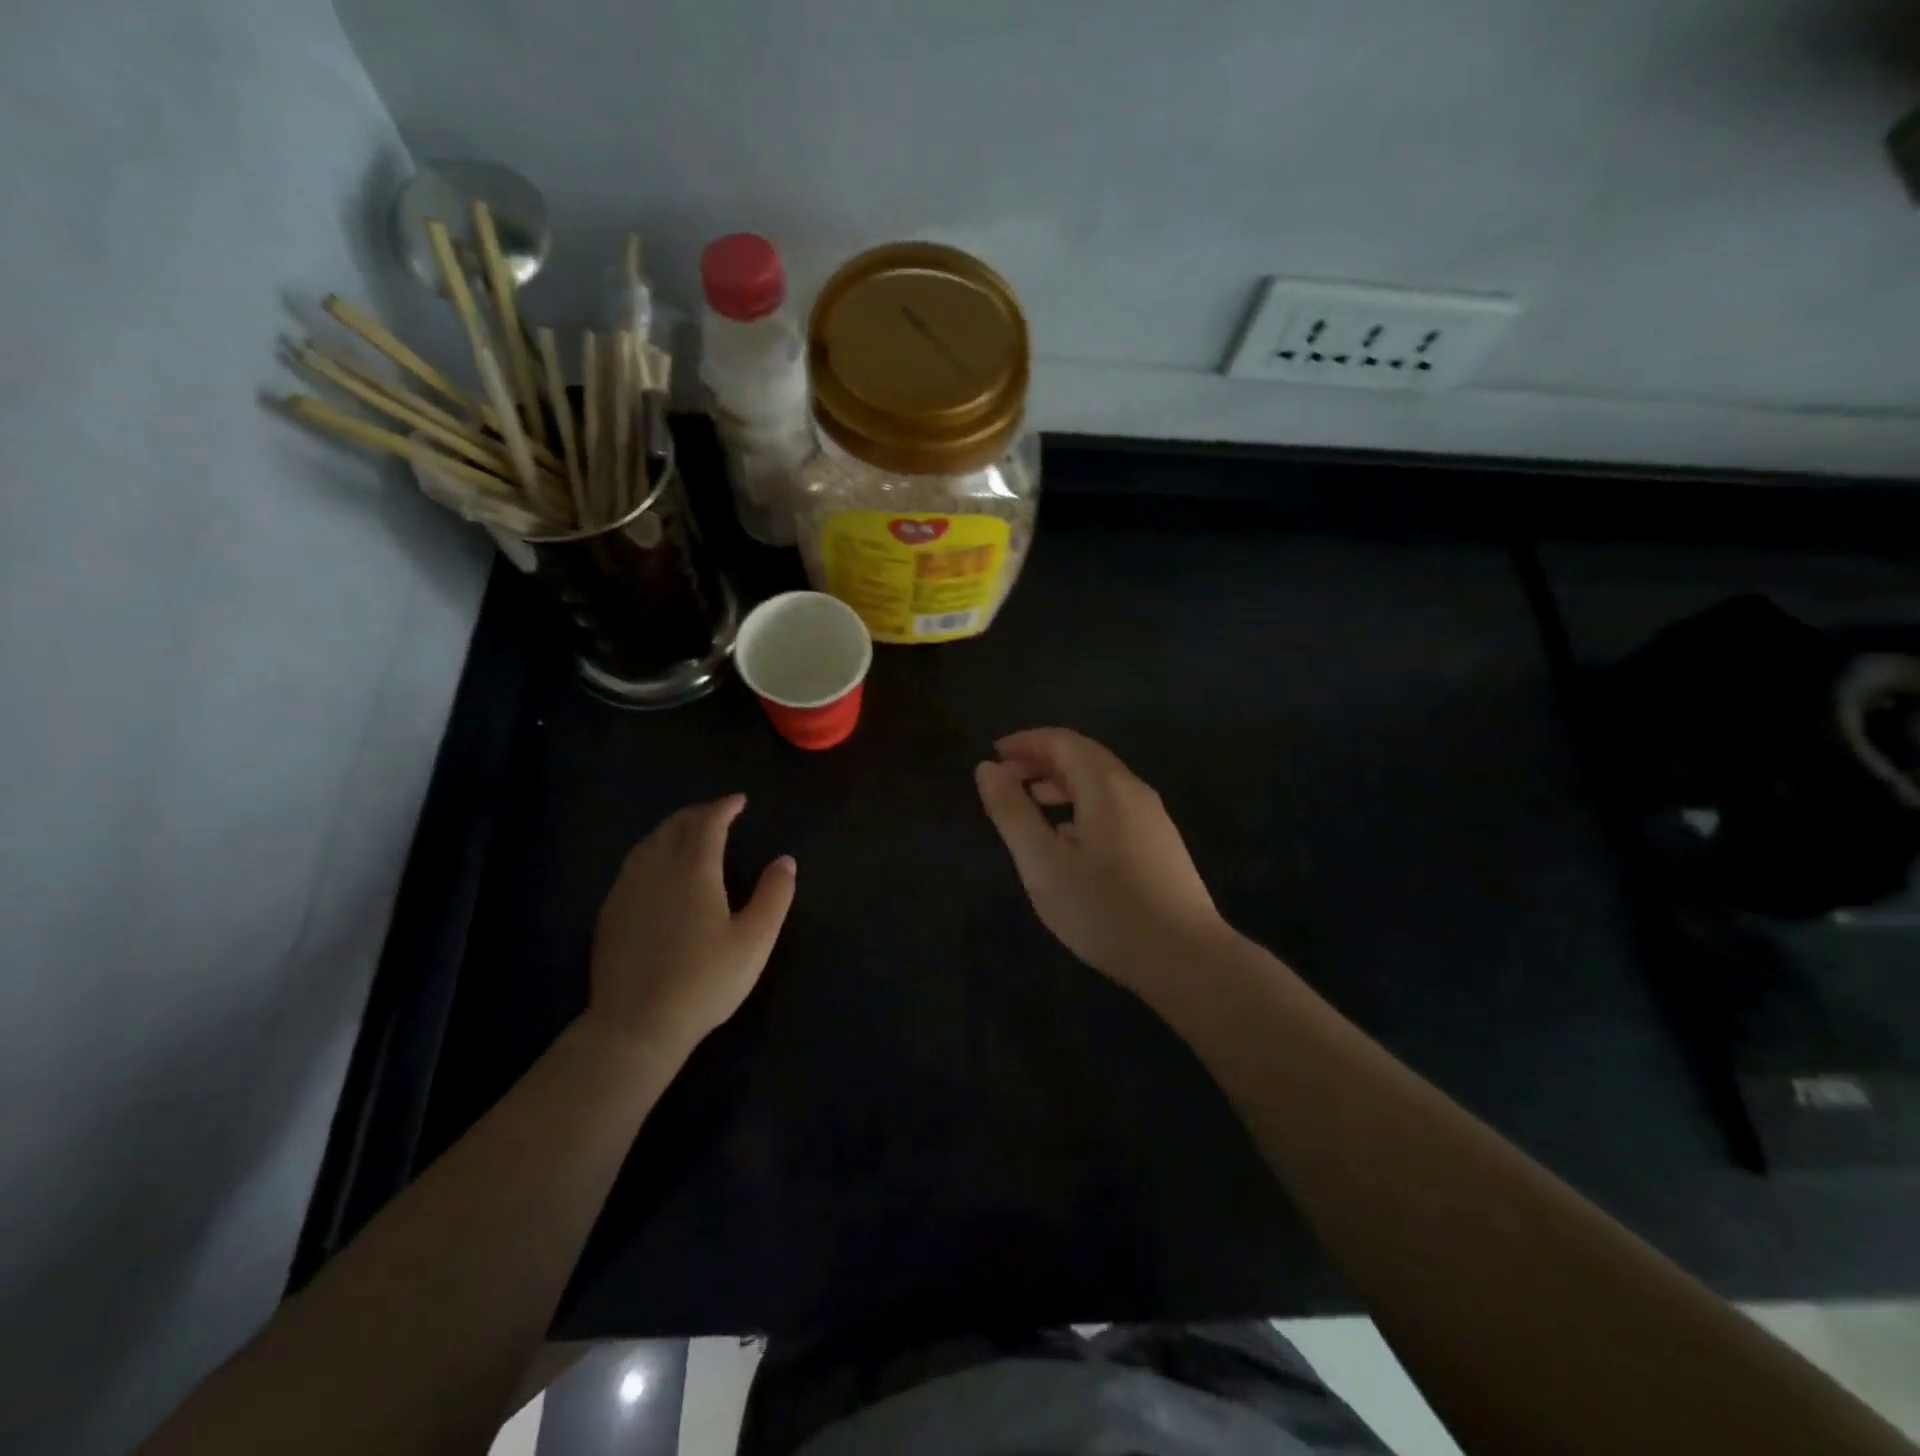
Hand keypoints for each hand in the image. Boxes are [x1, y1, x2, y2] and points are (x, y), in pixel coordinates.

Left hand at [587, 795, 795, 1059]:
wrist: (636, 1025)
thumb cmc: (704, 980)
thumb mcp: (754, 941)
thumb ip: (774, 896)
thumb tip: (785, 861)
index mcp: (693, 869)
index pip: (708, 823)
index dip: (724, 807)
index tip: (739, 801)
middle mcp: (656, 868)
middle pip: (674, 825)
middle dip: (697, 813)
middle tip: (717, 813)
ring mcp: (627, 890)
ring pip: (648, 843)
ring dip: (671, 829)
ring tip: (689, 834)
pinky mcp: (609, 912)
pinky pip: (633, 865)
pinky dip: (652, 852)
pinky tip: (657, 871)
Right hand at [975, 728, 1230, 1000]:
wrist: (1185, 958)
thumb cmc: (1104, 909)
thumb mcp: (1043, 862)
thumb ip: (1012, 812)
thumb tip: (987, 768)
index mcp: (1106, 786)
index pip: (1063, 742)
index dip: (1027, 741)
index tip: (995, 753)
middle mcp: (1134, 791)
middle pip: (1085, 756)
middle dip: (1043, 759)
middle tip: (1008, 776)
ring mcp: (1153, 818)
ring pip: (1102, 783)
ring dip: (1064, 782)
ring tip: (1034, 800)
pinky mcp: (1161, 844)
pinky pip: (1115, 806)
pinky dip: (1084, 804)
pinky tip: (1070, 836)